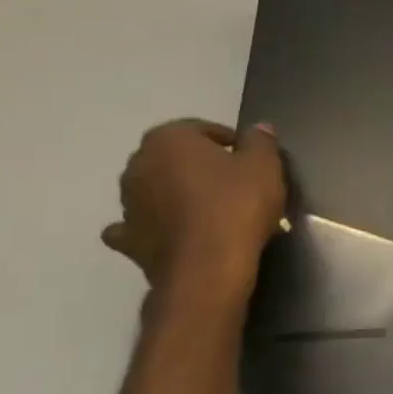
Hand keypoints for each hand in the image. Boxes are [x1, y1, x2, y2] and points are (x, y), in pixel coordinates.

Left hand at [102, 119, 285, 291]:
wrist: (208, 266)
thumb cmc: (237, 204)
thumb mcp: (265, 165)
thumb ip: (260, 141)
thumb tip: (259, 128)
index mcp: (168, 140)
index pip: (201, 129)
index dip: (229, 141)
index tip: (250, 158)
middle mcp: (138, 165)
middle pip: (174, 157)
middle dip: (199, 165)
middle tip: (234, 181)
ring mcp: (127, 204)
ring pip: (155, 188)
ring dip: (176, 192)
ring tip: (212, 209)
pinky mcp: (128, 239)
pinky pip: (139, 224)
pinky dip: (152, 224)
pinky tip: (171, 230)